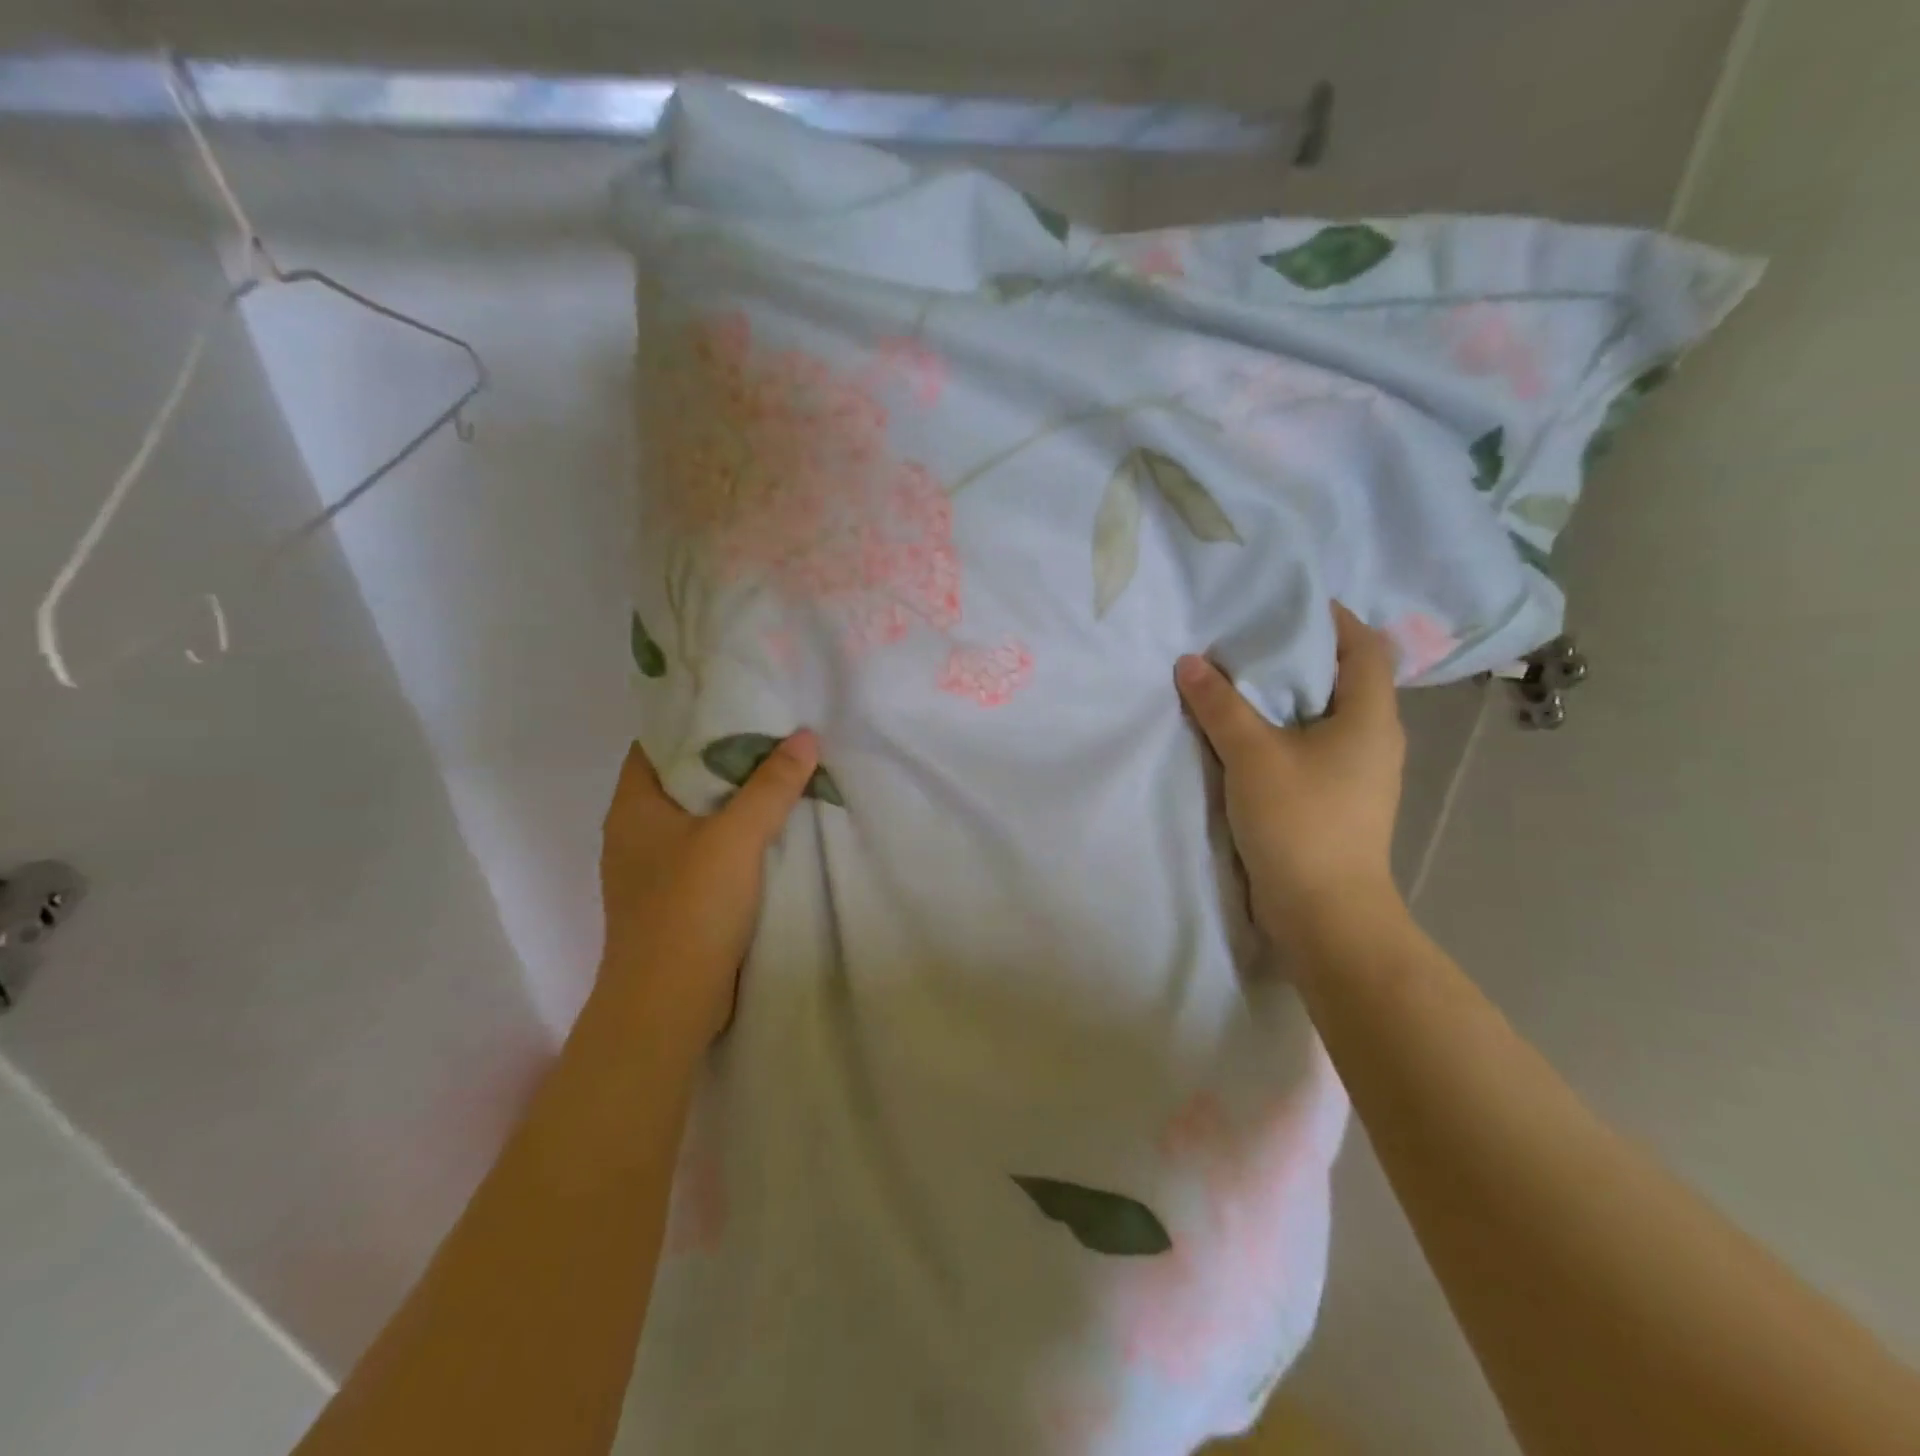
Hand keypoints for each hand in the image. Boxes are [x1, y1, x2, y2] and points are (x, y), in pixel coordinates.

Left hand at [596, 731, 820, 1046]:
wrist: (668, 1005)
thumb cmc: (689, 909)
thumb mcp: (736, 838)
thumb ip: (771, 786)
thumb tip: (805, 736)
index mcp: (633, 806)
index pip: (659, 742)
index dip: (695, 718)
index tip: (742, 702)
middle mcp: (636, 831)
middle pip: (683, 778)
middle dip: (727, 758)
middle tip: (777, 734)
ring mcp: (654, 868)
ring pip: (699, 817)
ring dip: (737, 800)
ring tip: (784, 774)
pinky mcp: (676, 898)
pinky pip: (709, 850)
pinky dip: (738, 836)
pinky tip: (774, 830)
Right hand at [1175, 602, 1407, 955]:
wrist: (1325, 914)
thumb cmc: (1300, 822)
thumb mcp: (1252, 756)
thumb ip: (1220, 706)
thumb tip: (1190, 661)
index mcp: (1370, 717)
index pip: (1364, 646)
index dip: (1331, 619)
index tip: (1284, 604)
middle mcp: (1374, 739)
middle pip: (1344, 678)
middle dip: (1299, 656)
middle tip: (1247, 639)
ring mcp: (1358, 773)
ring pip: (1324, 716)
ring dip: (1286, 697)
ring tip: (1238, 680)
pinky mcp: (1337, 800)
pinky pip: (1311, 747)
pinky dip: (1282, 731)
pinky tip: (1246, 734)